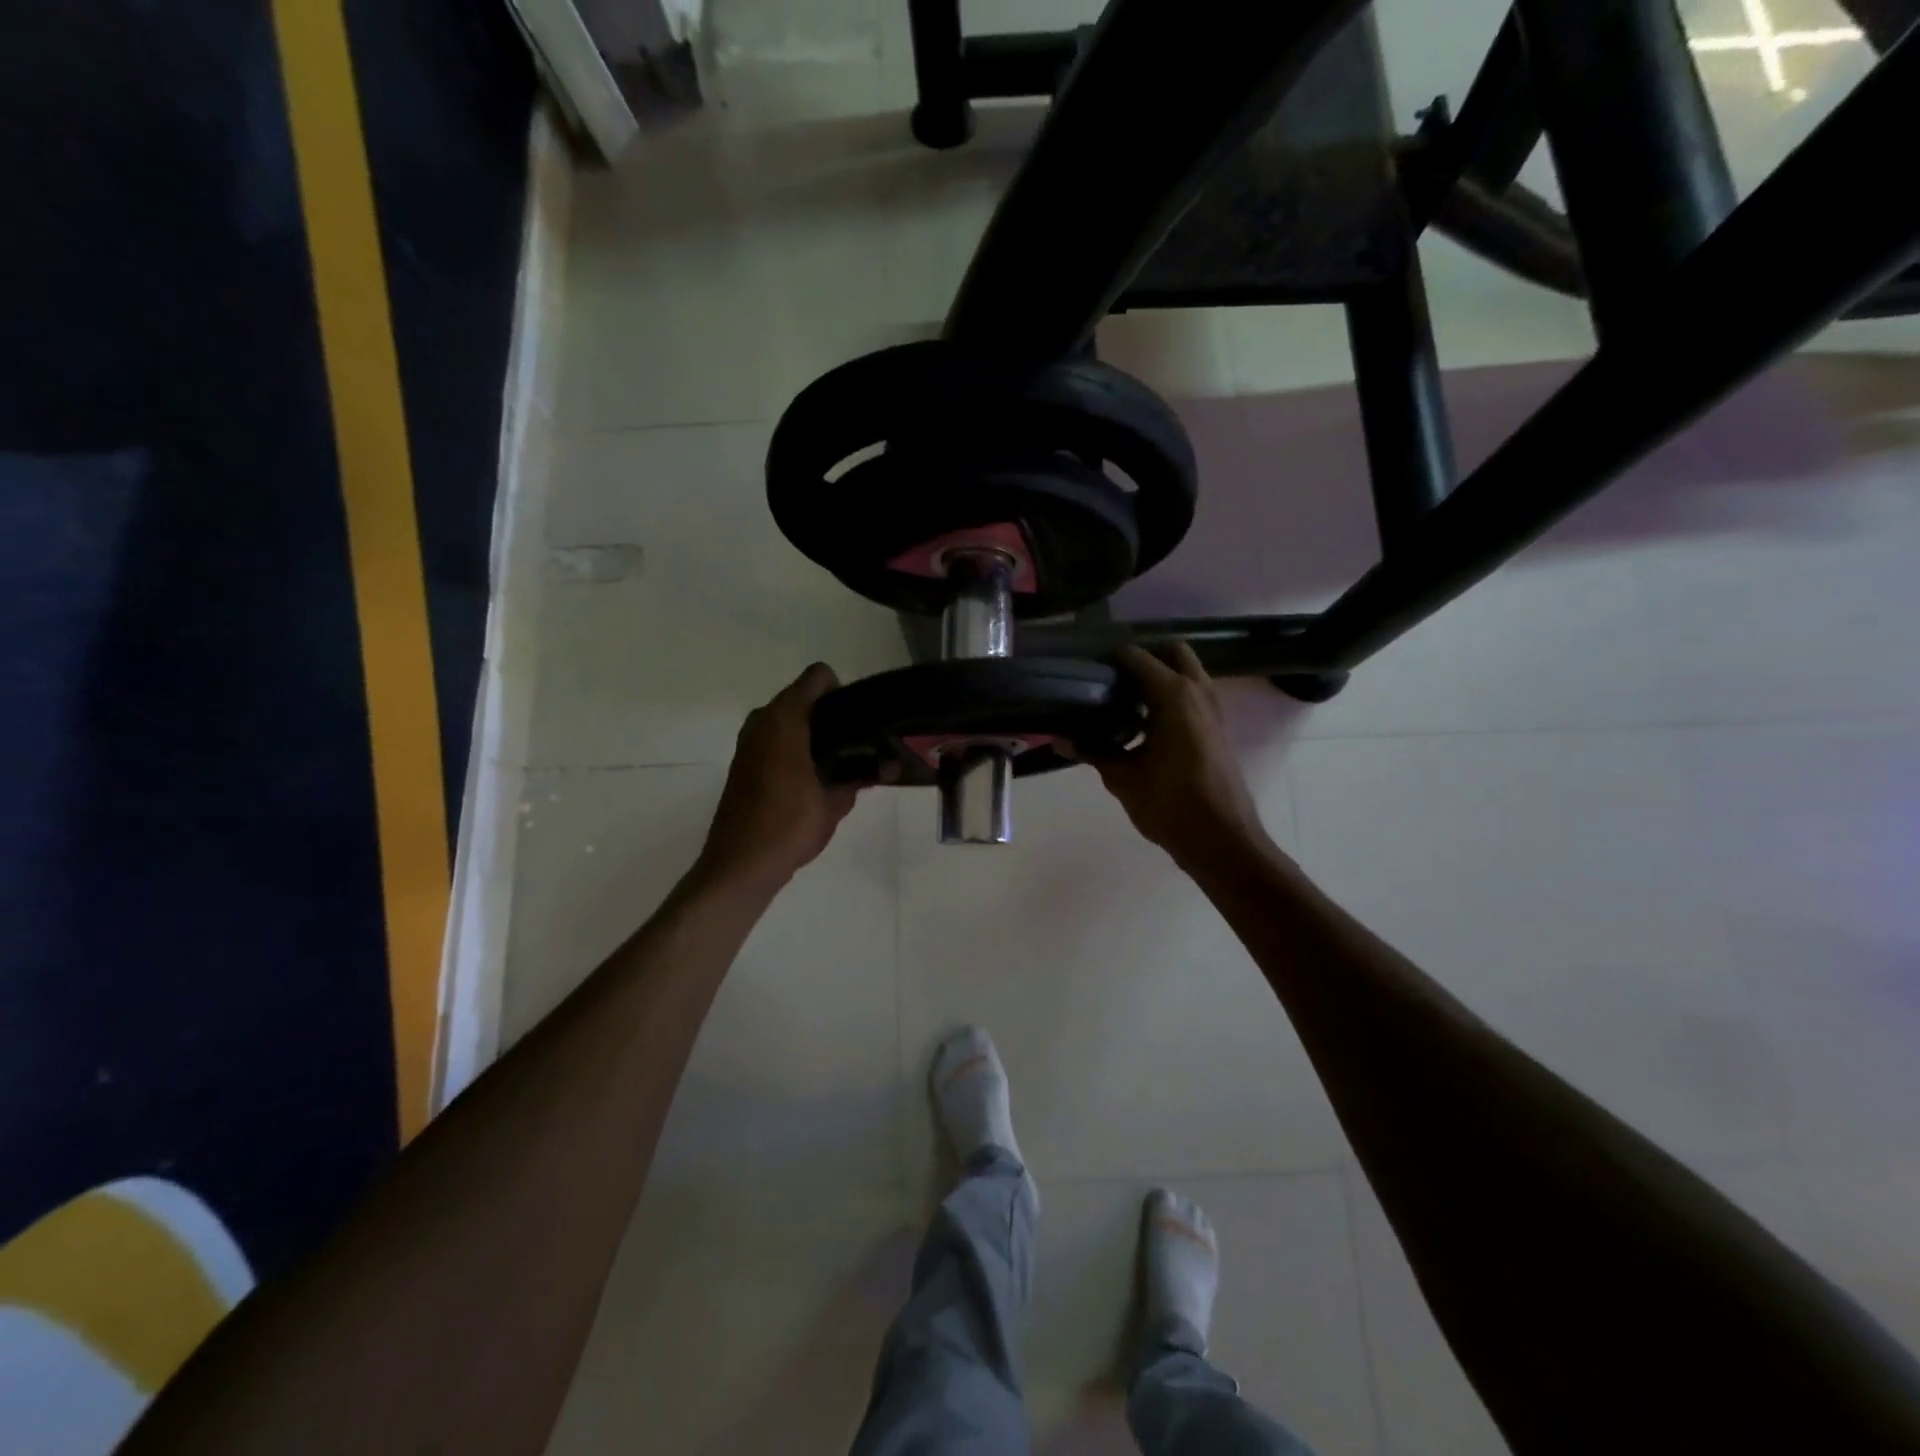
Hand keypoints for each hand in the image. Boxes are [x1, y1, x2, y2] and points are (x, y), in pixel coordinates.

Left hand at [696, 664, 858, 892]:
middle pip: (804, 698)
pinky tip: (815, 779)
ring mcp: (748, 742)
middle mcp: (762, 721)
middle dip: (831, 715)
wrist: (739, 865)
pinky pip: (776, 740)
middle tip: (858, 744)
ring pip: (789, 720)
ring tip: (840, 763)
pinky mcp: (744, 763)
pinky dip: (796, 748)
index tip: (859, 721)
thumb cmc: (788, 826)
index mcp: (784, 719)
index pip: (818, 677)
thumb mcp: (835, 803)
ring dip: (813, 734)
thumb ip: (863, 777)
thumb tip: (891, 766)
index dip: (842, 692)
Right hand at [1091, 643, 1271, 868]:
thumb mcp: (1123, 778)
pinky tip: (1145, 726)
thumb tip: (1059, 739)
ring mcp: (1213, 708)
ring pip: (1186, 672)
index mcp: (1173, 695)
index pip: (1136, 657)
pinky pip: (1193, 695)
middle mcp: (1197, 691)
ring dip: (1160, 677)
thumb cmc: (1171, 805)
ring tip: (1124, 701)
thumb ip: (1093, 751)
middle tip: (1112, 679)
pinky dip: (1172, 697)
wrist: (1222, 840)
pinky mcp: (1218, 727)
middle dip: (1143, 658)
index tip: (1086, 669)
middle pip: (1171, 651)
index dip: (1109, 659)